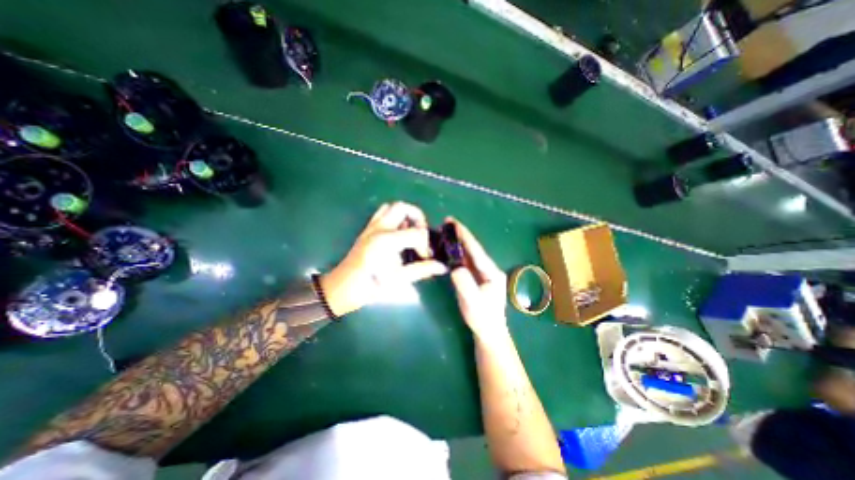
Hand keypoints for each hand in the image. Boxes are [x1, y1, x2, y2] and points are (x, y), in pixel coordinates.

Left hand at [319, 202, 446, 317]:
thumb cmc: (370, 286)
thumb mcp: (399, 279)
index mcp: (387, 241)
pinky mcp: (367, 230)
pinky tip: (397, 233)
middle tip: (421, 234)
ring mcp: (371, 227)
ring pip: (391, 207)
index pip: (417, 232)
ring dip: (405, 215)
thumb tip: (442, 267)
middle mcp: (379, 228)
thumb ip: (422, 270)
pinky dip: (393, 217)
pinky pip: (381, 214)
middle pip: (403, 208)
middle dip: (418, 218)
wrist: (343, 288)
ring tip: (410, 232)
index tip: (426, 257)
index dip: (426, 245)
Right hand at [448, 218, 506, 341]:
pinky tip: (450, 247)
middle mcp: (489, 269)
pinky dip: (458, 252)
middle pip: (473, 249)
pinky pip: (466, 261)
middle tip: (447, 222)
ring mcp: (483, 272)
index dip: (465, 236)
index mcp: (492, 272)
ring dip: (459, 241)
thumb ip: (466, 286)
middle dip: (461, 235)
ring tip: (447, 231)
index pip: (476, 251)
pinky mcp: (477, 277)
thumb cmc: (482, 319)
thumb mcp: (473, 303)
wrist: (489, 331)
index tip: (454, 223)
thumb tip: (455, 268)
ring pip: (470, 253)